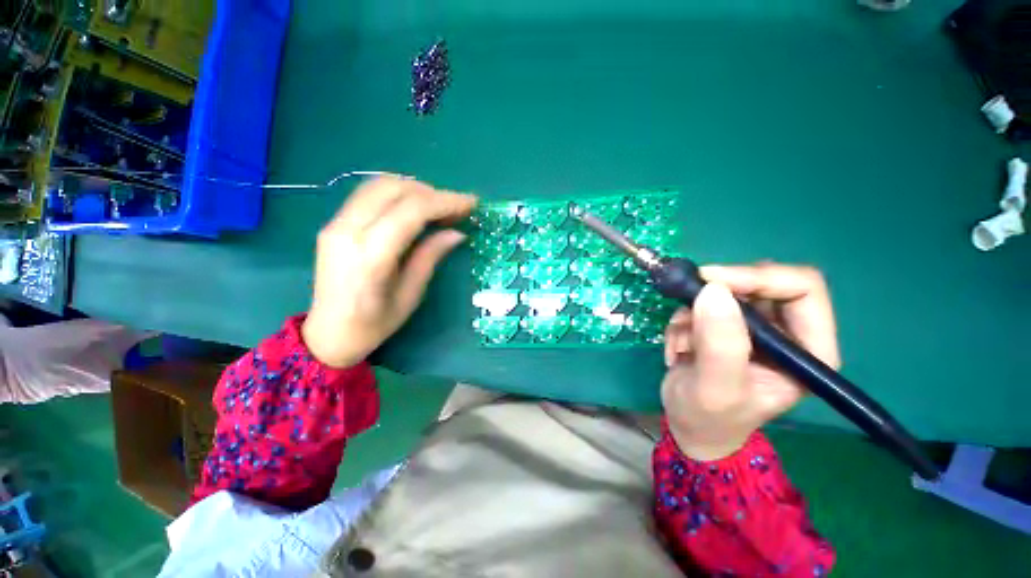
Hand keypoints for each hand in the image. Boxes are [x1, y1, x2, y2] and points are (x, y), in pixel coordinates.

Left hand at [302, 175, 477, 367]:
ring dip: (414, 189)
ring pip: (379, 184)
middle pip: (394, 188)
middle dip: (432, 192)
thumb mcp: (411, 295)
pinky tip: (414, 209)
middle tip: (456, 209)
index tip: (471, 203)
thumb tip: (457, 233)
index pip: (412, 210)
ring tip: (438, 208)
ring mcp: (336, 223)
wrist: (329, 334)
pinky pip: (368, 194)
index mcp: (371, 255)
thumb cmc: (375, 324)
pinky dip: (397, 193)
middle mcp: (348, 230)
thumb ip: (431, 256)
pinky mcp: (333, 223)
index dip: (446, 202)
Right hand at [661, 263, 839, 460]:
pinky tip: (678, 347)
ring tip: (681, 346)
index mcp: (810, 350)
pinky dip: (683, 320)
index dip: (757, 278)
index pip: (802, 289)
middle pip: (760, 283)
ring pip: (725, 293)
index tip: (710, 283)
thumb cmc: (710, 418)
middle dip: (716, 297)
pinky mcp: (728, 327)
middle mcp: (788, 333)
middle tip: (687, 310)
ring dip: (693, 314)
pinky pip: (703, 304)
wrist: (690, 426)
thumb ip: (720, 343)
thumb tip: (713, 290)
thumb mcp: (716, 387)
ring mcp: (756, 329)